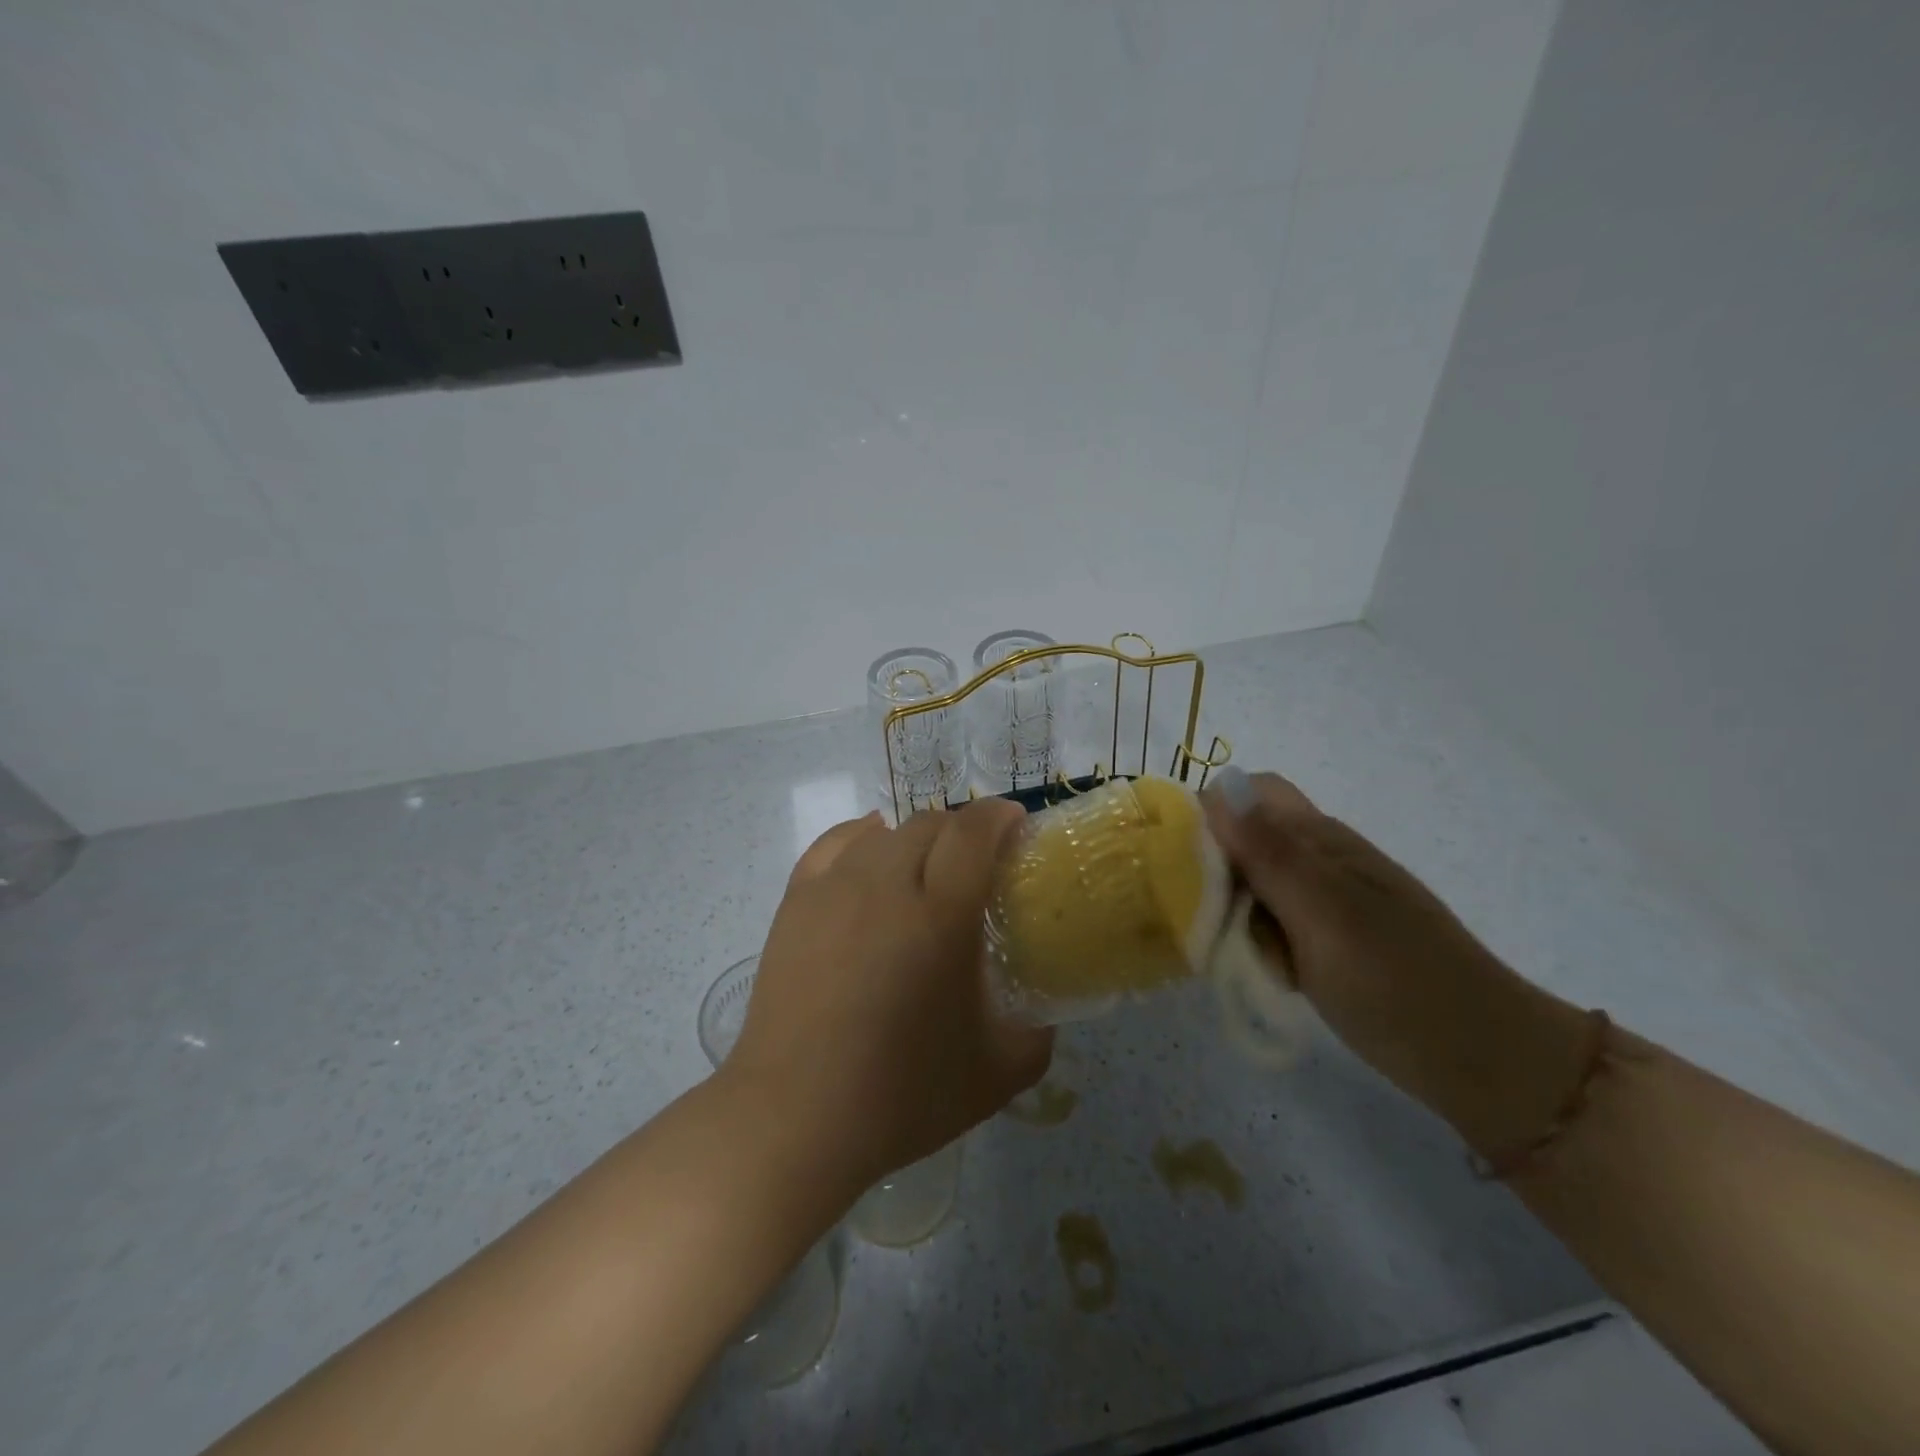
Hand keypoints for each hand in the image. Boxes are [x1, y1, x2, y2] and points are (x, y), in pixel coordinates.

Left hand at [724, 801, 1053, 1192]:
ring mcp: (834, 888)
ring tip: (925, 867)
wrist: (794, 1117)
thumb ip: (1037, 1036)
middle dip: (963, 829)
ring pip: (885, 832)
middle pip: (931, 823)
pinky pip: (835, 843)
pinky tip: (871, 849)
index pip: (973, 831)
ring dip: (917, 837)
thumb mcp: (996, 1074)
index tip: (1016, 826)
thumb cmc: (900, 1096)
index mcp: (941, 915)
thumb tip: (1044, 1015)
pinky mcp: (796, 901)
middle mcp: (886, 884)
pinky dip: (863, 836)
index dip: (1000, 816)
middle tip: (977, 863)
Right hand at [1203, 767, 1591, 1156]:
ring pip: (1255, 882)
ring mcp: (1328, 900)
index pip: (1247, 793)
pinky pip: (1274, 920)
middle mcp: (1322, 858)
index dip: (1210, 814)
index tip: (1184, 862)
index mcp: (1322, 838)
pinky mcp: (1330, 938)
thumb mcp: (1324, 916)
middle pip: (1245, 837)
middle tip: (1209, 919)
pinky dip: (1258, 939)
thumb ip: (1268, 854)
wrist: (1484, 1062)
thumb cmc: (1400, 983)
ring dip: (1235, 910)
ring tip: (1238, 954)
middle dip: (1216, 869)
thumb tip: (1214, 788)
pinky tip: (1266, 970)